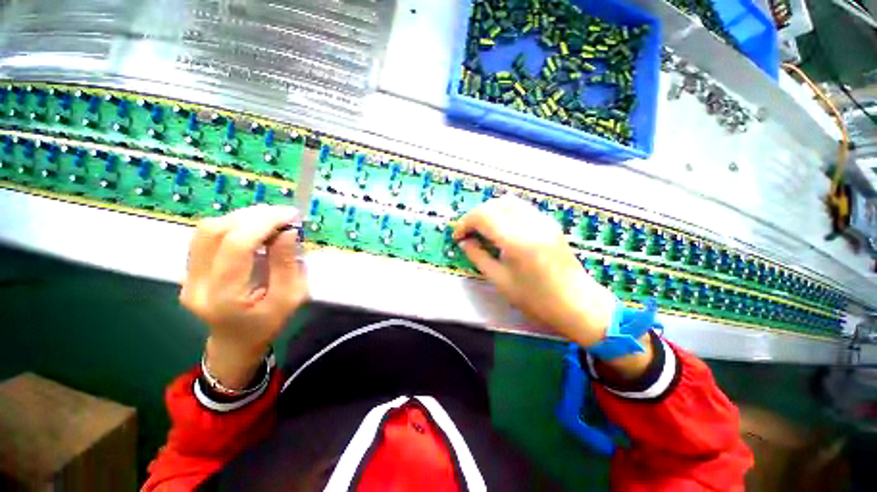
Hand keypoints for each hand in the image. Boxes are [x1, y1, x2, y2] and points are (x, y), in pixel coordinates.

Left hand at [180, 205, 307, 389]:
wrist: (235, 343)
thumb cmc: (268, 324)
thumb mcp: (290, 298)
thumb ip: (288, 264)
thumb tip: (287, 231)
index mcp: (224, 298)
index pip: (236, 246)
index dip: (263, 223)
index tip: (290, 215)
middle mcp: (197, 284)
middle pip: (214, 232)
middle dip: (253, 216)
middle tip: (283, 215)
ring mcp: (187, 277)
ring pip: (206, 230)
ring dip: (242, 217)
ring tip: (270, 219)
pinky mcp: (188, 270)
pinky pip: (206, 236)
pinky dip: (233, 225)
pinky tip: (253, 227)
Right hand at [454, 196, 652, 378]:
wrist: (577, 304)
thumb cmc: (536, 299)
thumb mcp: (500, 280)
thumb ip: (478, 257)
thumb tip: (465, 242)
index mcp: (517, 241)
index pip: (483, 216)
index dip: (465, 223)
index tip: (458, 236)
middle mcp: (531, 224)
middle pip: (494, 204)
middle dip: (475, 215)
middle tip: (468, 233)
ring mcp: (543, 221)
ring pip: (508, 201)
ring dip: (490, 211)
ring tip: (483, 229)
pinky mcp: (549, 223)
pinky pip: (521, 208)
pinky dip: (505, 213)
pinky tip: (501, 229)